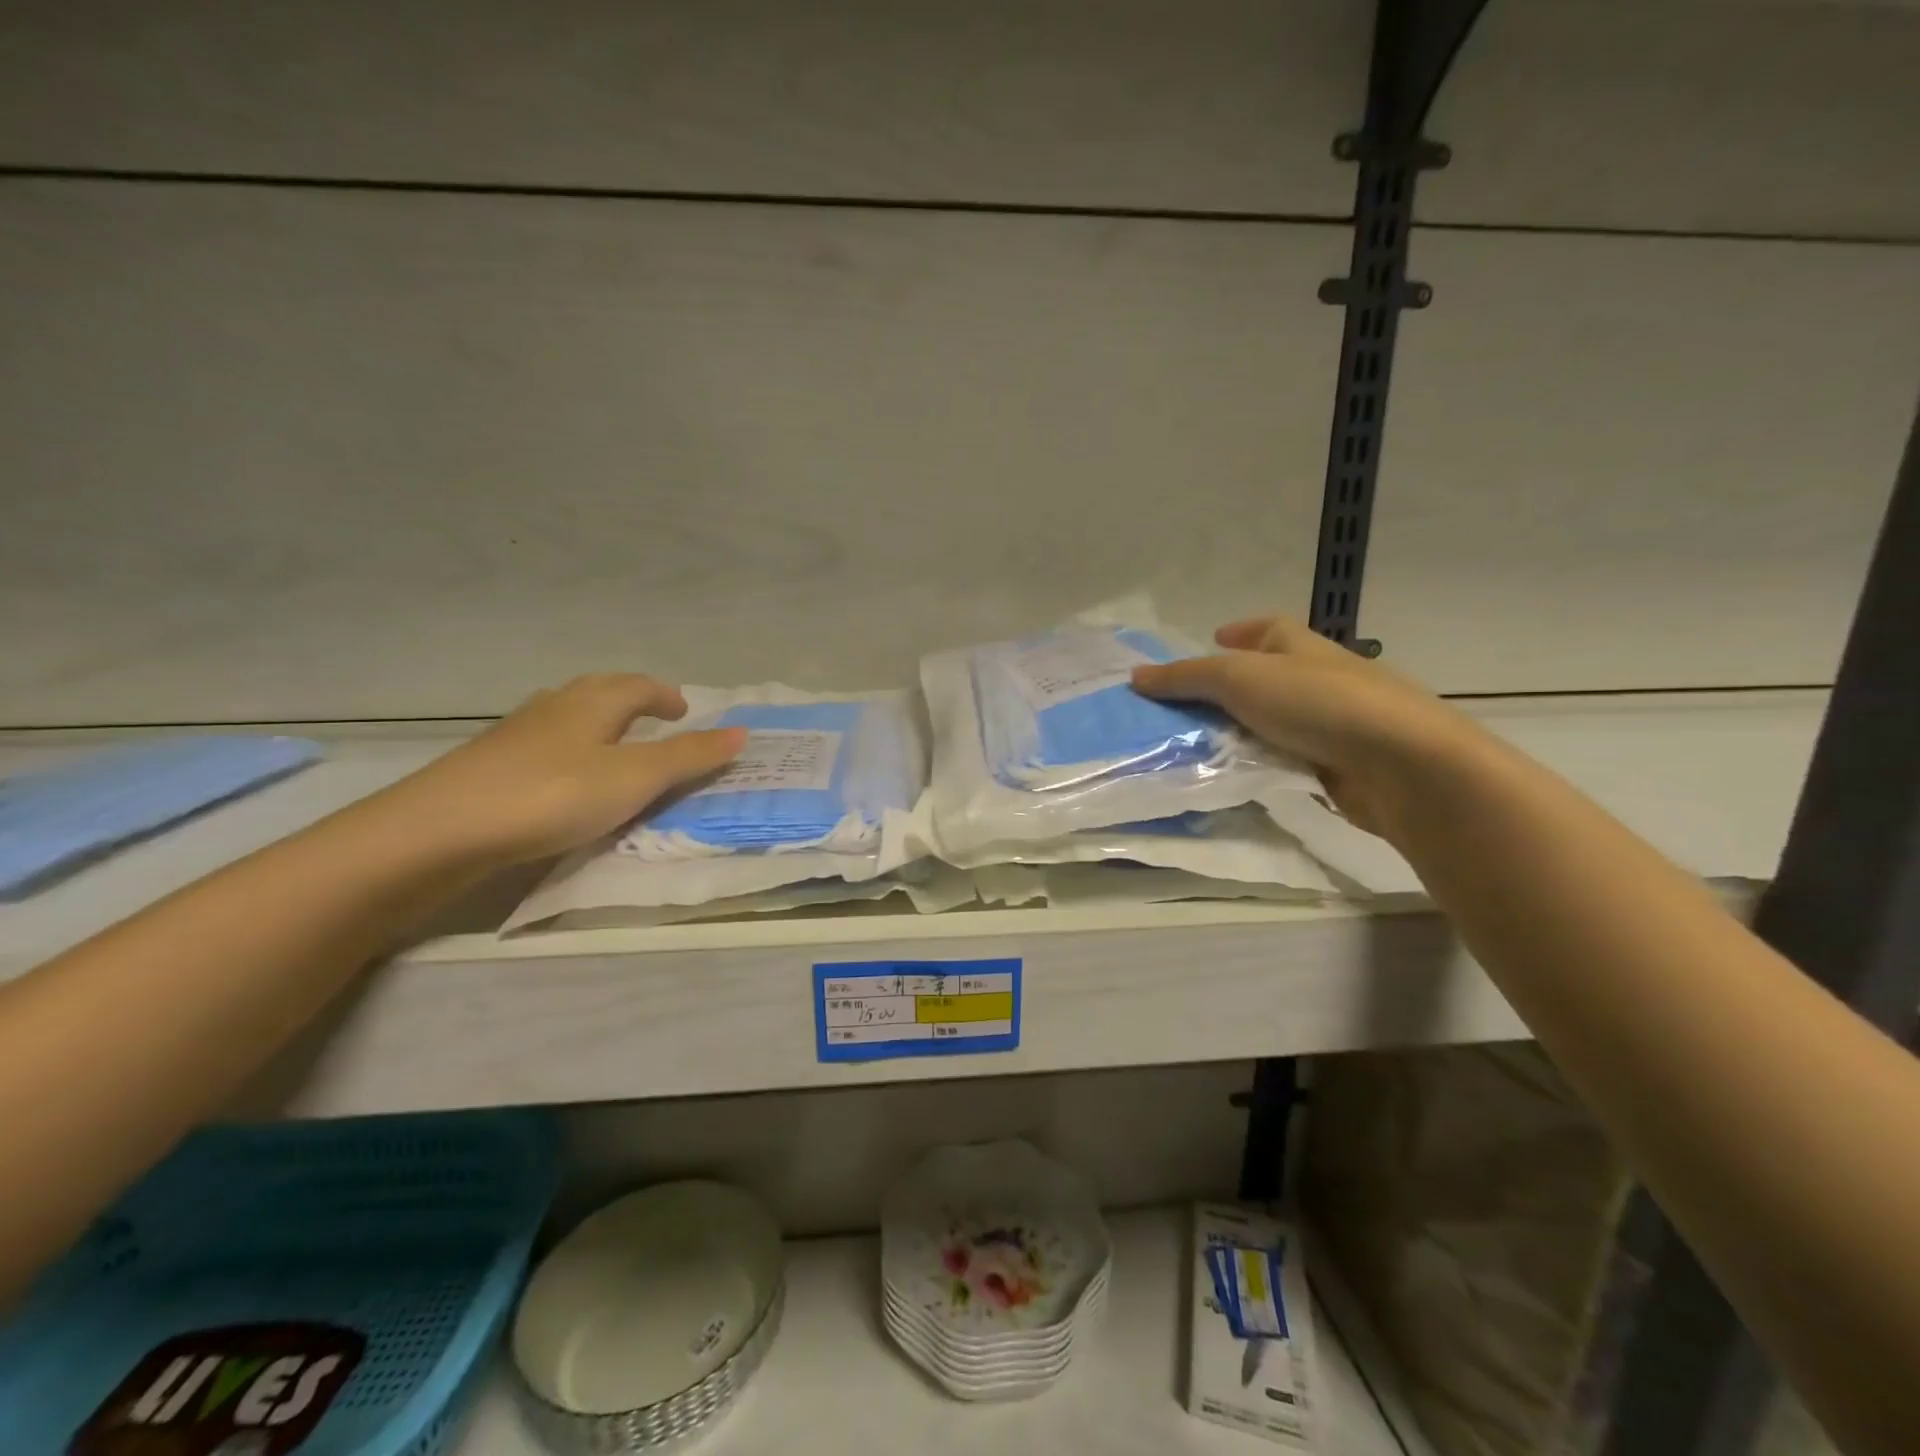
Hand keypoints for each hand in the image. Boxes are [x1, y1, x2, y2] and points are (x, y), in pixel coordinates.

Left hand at [378, 674, 744, 865]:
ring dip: (597, 723)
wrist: (443, 829)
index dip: (665, 695)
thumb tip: (742, 732)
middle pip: (599, 691)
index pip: (639, 685)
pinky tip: (563, 778)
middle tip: (654, 721)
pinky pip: (543, 743)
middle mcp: (555, 707)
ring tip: (613, 746)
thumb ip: (689, 757)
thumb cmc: (554, 795)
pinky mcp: (489, 763)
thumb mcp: (635, 778)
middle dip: (631, 701)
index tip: (684, 711)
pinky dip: (567, 749)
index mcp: (594, 703)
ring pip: (567, 715)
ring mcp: (517, 733)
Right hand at [1131, 616, 1484, 837]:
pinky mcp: (1337, 764)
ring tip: (1194, 745)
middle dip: (1227, 687)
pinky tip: (1234, 776)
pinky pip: (1286, 758)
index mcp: (1300, 646)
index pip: (1268, 628)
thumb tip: (1135, 677)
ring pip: (1273, 721)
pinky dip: (1260, 763)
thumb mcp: (1239, 679)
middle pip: (1266, 676)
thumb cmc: (1318, 704)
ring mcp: (1331, 723)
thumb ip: (1186, 678)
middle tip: (1182, 705)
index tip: (1213, 638)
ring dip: (1240, 730)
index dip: (1240, 630)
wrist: (1401, 764)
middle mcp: (1317, 678)